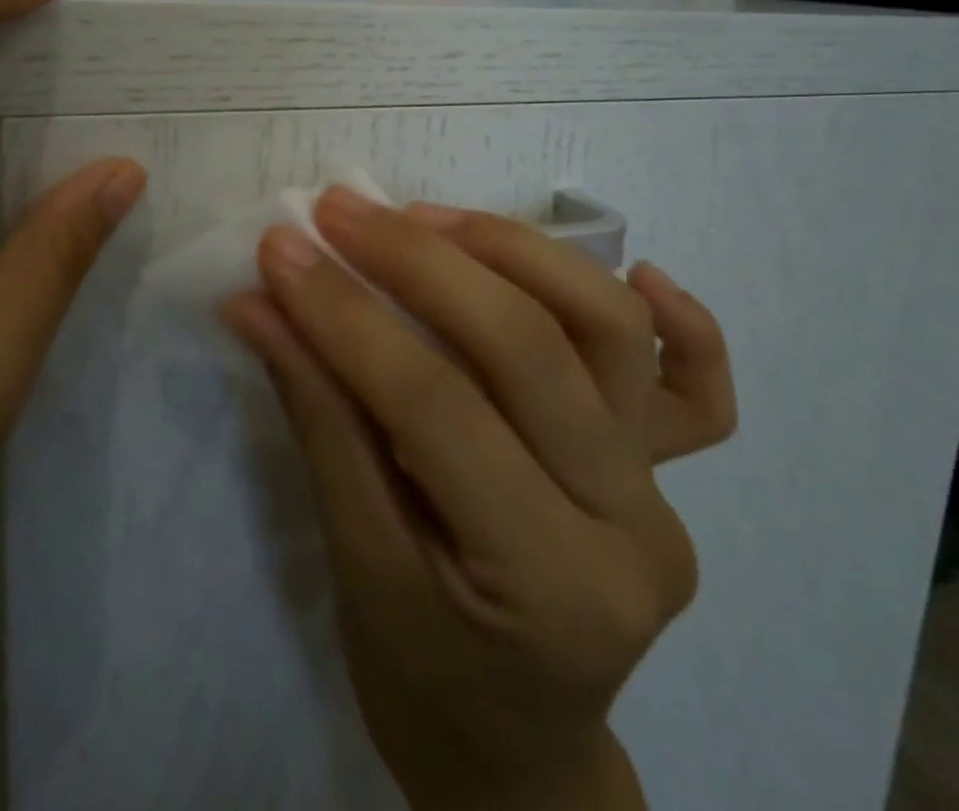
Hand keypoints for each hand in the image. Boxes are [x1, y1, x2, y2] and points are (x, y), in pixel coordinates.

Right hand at [222, 190, 734, 810]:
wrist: (514, 748)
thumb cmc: (420, 676)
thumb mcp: (354, 559)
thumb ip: (316, 415)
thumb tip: (261, 302)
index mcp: (545, 584)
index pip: (433, 406)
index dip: (347, 315)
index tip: (284, 249)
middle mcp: (628, 525)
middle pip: (526, 347)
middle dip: (419, 260)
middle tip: (343, 211)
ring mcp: (662, 491)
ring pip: (606, 327)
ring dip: (514, 250)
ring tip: (427, 217)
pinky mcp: (668, 469)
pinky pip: (698, 387)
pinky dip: (685, 321)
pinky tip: (643, 270)